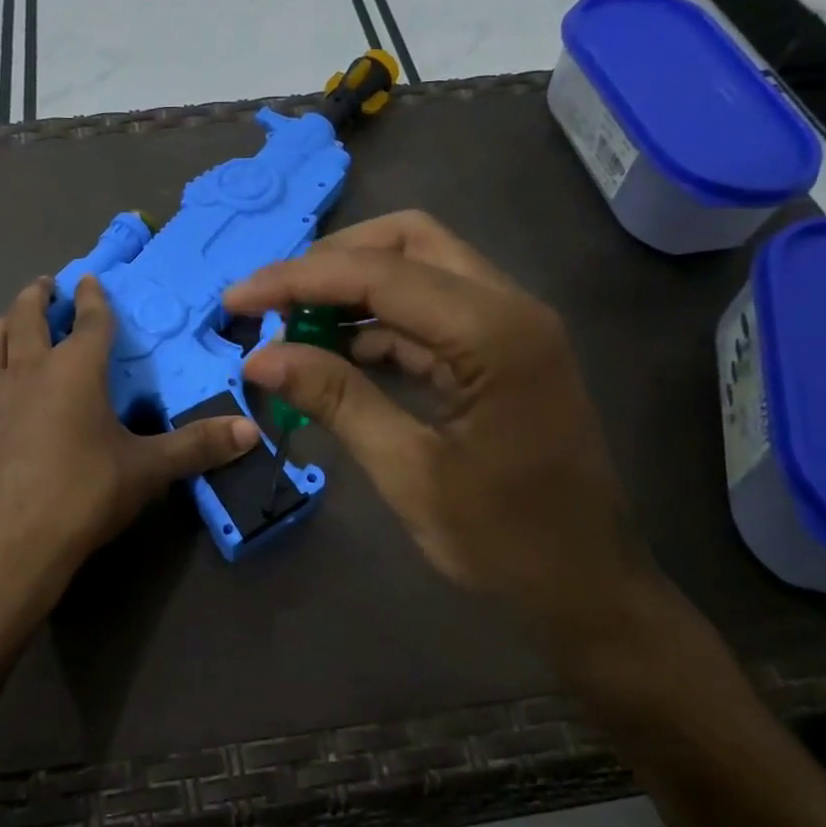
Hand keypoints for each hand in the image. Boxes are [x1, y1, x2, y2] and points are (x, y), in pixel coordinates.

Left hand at [0, 275, 258, 629]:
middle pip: (27, 318)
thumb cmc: (81, 495)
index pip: (90, 321)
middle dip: (38, 296)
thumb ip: (197, 447)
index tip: (90, 279)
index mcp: (74, 370)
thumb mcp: (146, 471)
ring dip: (4, 324)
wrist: (3, 546)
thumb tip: (251, 431)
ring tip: (10, 320)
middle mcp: (28, 372)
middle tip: (44, 285)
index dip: (94, 298)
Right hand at [225, 211, 651, 634]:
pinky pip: (427, 311)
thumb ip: (337, 399)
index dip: (299, 280)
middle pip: (408, 241)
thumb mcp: (408, 471)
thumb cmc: (505, 539)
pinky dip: (375, 321)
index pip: (380, 274)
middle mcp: (508, 306)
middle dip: (332, 262)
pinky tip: (333, 351)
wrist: (588, 585)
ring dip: (351, 288)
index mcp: (495, 332)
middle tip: (275, 303)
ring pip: (418, 268)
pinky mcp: (498, 349)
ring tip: (291, 327)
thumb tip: (260, 357)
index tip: (237, 300)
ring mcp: (508, 325)